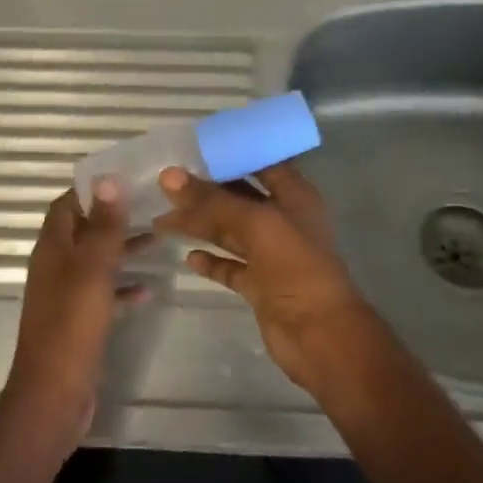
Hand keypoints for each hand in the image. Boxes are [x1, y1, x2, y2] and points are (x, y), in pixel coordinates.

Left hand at [3, 181, 143, 442]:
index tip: (126, 177)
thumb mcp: (93, 270)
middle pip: (84, 231)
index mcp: (52, 248)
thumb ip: (103, 226)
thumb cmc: (72, 325)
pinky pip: (102, 295)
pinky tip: (148, 291)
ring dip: (121, 250)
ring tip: (158, 240)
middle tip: (151, 206)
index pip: (67, 205)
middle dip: (114, 218)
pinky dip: (122, 289)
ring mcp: (66, 296)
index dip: (92, 189)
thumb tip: (109, 178)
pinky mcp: (78, 322)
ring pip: (96, 262)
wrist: (54, 394)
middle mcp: (55, 267)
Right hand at [154, 162, 378, 391]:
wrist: (320, 335)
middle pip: (239, 197)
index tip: (194, 147)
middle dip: (205, 191)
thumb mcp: (256, 224)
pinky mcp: (259, 285)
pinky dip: (210, 261)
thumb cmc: (296, 267)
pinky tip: (188, 256)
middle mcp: (282, 221)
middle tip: (166, 184)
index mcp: (293, 196)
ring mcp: (271, 255)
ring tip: (162, 219)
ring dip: (200, 225)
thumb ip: (212, 200)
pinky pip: (229, 266)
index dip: (232, 153)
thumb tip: (168, 176)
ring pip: (229, 232)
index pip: (261, 162)